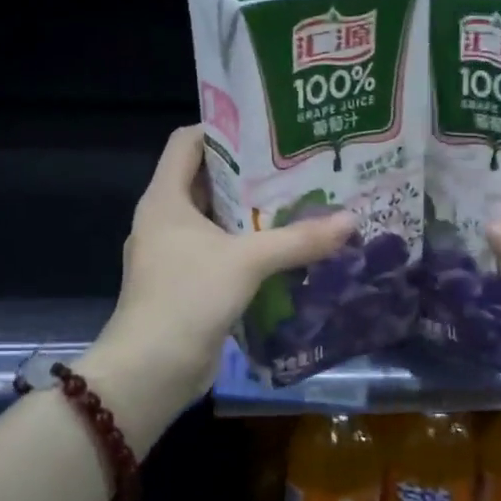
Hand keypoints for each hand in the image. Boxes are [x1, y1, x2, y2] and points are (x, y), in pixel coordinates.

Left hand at [97, 125, 356, 413]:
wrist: (150, 371)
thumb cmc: (188, 297)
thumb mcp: (247, 261)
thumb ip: (298, 240)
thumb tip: (350, 221)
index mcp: (165, 199)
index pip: (187, 142)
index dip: (222, 128)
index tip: (266, 129)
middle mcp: (165, 220)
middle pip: (207, 180)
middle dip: (249, 174)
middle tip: (296, 166)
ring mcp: (174, 254)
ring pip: (216, 220)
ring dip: (252, 214)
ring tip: (300, 203)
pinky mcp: (186, 284)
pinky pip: (220, 253)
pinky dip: (248, 248)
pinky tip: (285, 250)